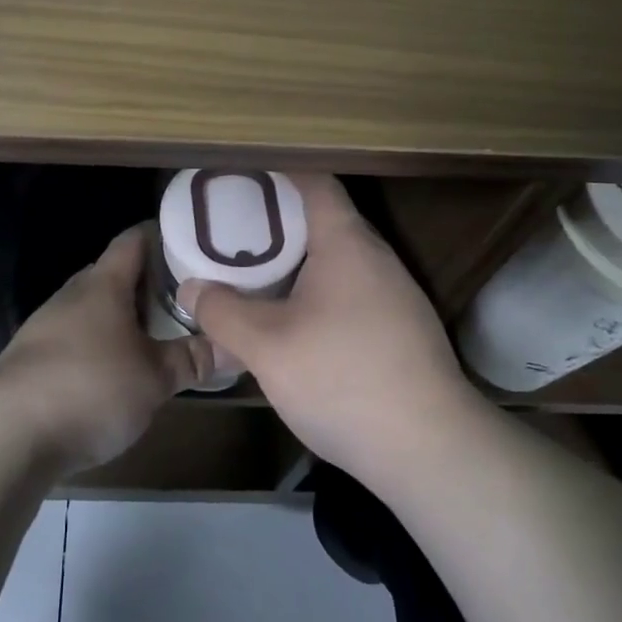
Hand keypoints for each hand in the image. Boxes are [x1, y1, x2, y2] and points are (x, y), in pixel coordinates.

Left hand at [0, 222, 208, 474]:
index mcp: (103, 285)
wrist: (8, 433)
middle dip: (145, 283)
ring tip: (152, 336)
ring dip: (119, 317)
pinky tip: (111, 372)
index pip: (133, 240)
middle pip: (112, 274)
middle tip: (181, 298)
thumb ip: (192, 359)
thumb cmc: (92, 388)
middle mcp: (72, 295)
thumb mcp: (155, 378)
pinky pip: (72, 338)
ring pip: (91, 308)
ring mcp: (45, 325)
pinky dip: (96, 345)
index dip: (160, 236)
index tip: (190, 243)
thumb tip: (233, 346)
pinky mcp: (30, 358)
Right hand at [177, 174, 478, 489]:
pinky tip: (293, 321)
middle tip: (232, 229)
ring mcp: (394, 294)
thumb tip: (191, 289)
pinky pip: (350, 290)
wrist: (430, 450)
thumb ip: (222, 312)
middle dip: (277, 220)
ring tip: (254, 273)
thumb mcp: (266, 347)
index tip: (239, 175)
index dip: (276, 171)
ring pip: (336, 259)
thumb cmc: (343, 379)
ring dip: (296, 260)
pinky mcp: (401, 328)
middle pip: (323, 219)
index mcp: (346, 242)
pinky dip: (316, 290)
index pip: (314, 181)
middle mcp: (376, 257)